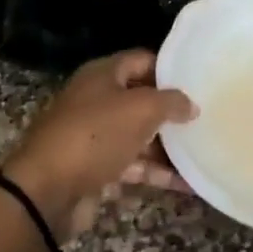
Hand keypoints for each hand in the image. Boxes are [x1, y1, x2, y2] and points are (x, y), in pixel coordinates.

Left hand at [2, 50, 196, 240]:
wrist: (46, 191)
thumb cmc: (95, 135)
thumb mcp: (140, 109)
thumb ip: (172, 102)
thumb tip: (191, 105)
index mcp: (101, 75)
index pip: (142, 60)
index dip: (170, 69)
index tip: (199, 82)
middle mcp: (96, 101)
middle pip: (141, 99)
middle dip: (171, 110)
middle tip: (206, 117)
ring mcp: (95, 136)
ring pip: (139, 135)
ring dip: (168, 145)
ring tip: (203, 151)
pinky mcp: (96, 169)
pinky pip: (133, 166)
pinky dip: (157, 173)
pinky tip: (187, 183)